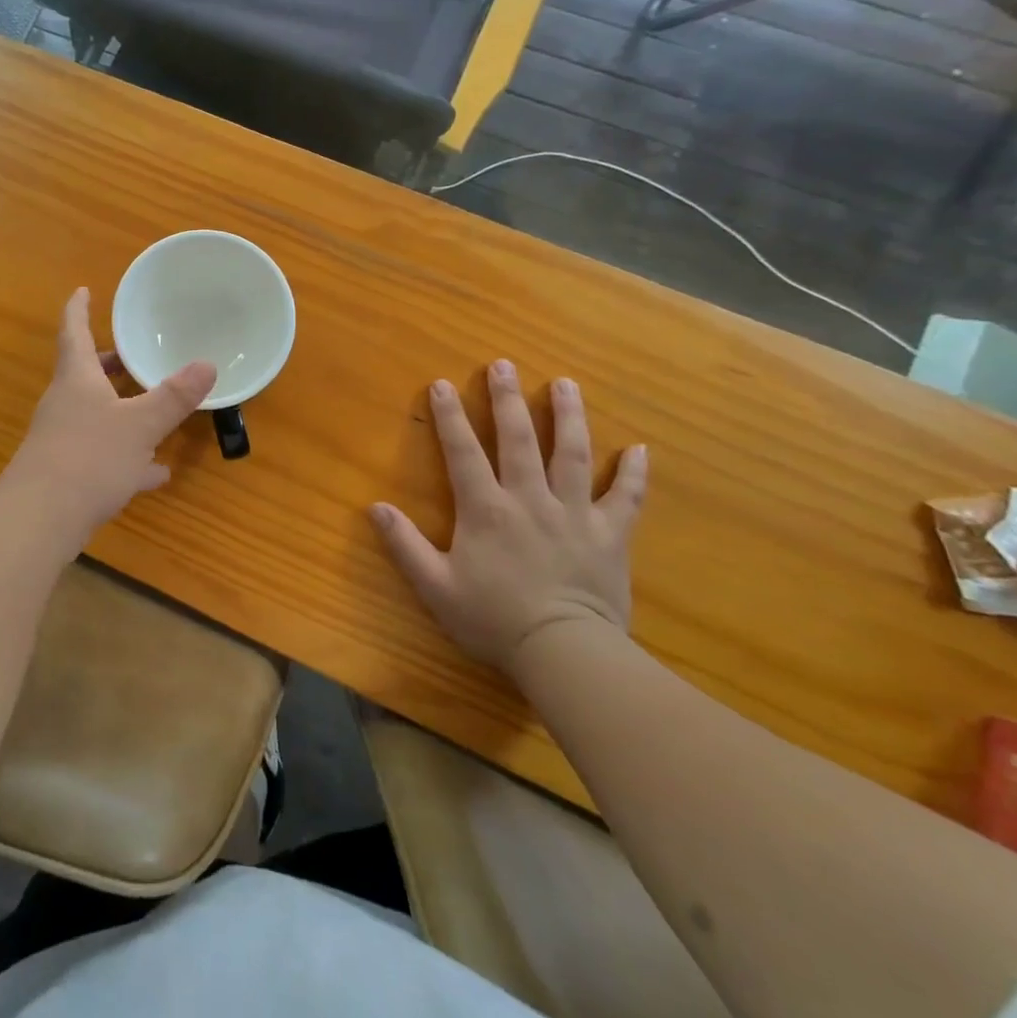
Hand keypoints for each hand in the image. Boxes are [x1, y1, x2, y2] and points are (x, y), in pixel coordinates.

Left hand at [0, 288, 216, 546]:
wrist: (39, 520)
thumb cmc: (89, 458)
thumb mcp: (140, 425)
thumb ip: (173, 397)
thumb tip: (207, 364)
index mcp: (77, 379)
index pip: (74, 332)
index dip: (79, 309)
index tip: (82, 289)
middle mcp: (65, 403)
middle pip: (86, 374)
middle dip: (110, 364)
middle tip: (133, 356)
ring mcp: (62, 439)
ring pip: (96, 414)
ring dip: (123, 410)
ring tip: (155, 411)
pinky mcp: (66, 473)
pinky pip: (102, 455)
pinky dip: (128, 457)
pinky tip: (155, 473)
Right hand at [369, 361, 647, 673]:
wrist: (565, 653)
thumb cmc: (494, 620)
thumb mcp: (436, 586)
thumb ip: (405, 545)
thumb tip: (375, 507)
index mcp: (487, 509)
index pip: (464, 452)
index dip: (450, 417)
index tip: (441, 384)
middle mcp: (530, 499)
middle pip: (520, 439)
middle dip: (509, 399)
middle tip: (504, 364)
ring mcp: (575, 514)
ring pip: (573, 455)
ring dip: (569, 417)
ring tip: (566, 384)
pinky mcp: (610, 535)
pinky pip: (626, 498)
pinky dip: (634, 474)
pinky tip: (641, 449)